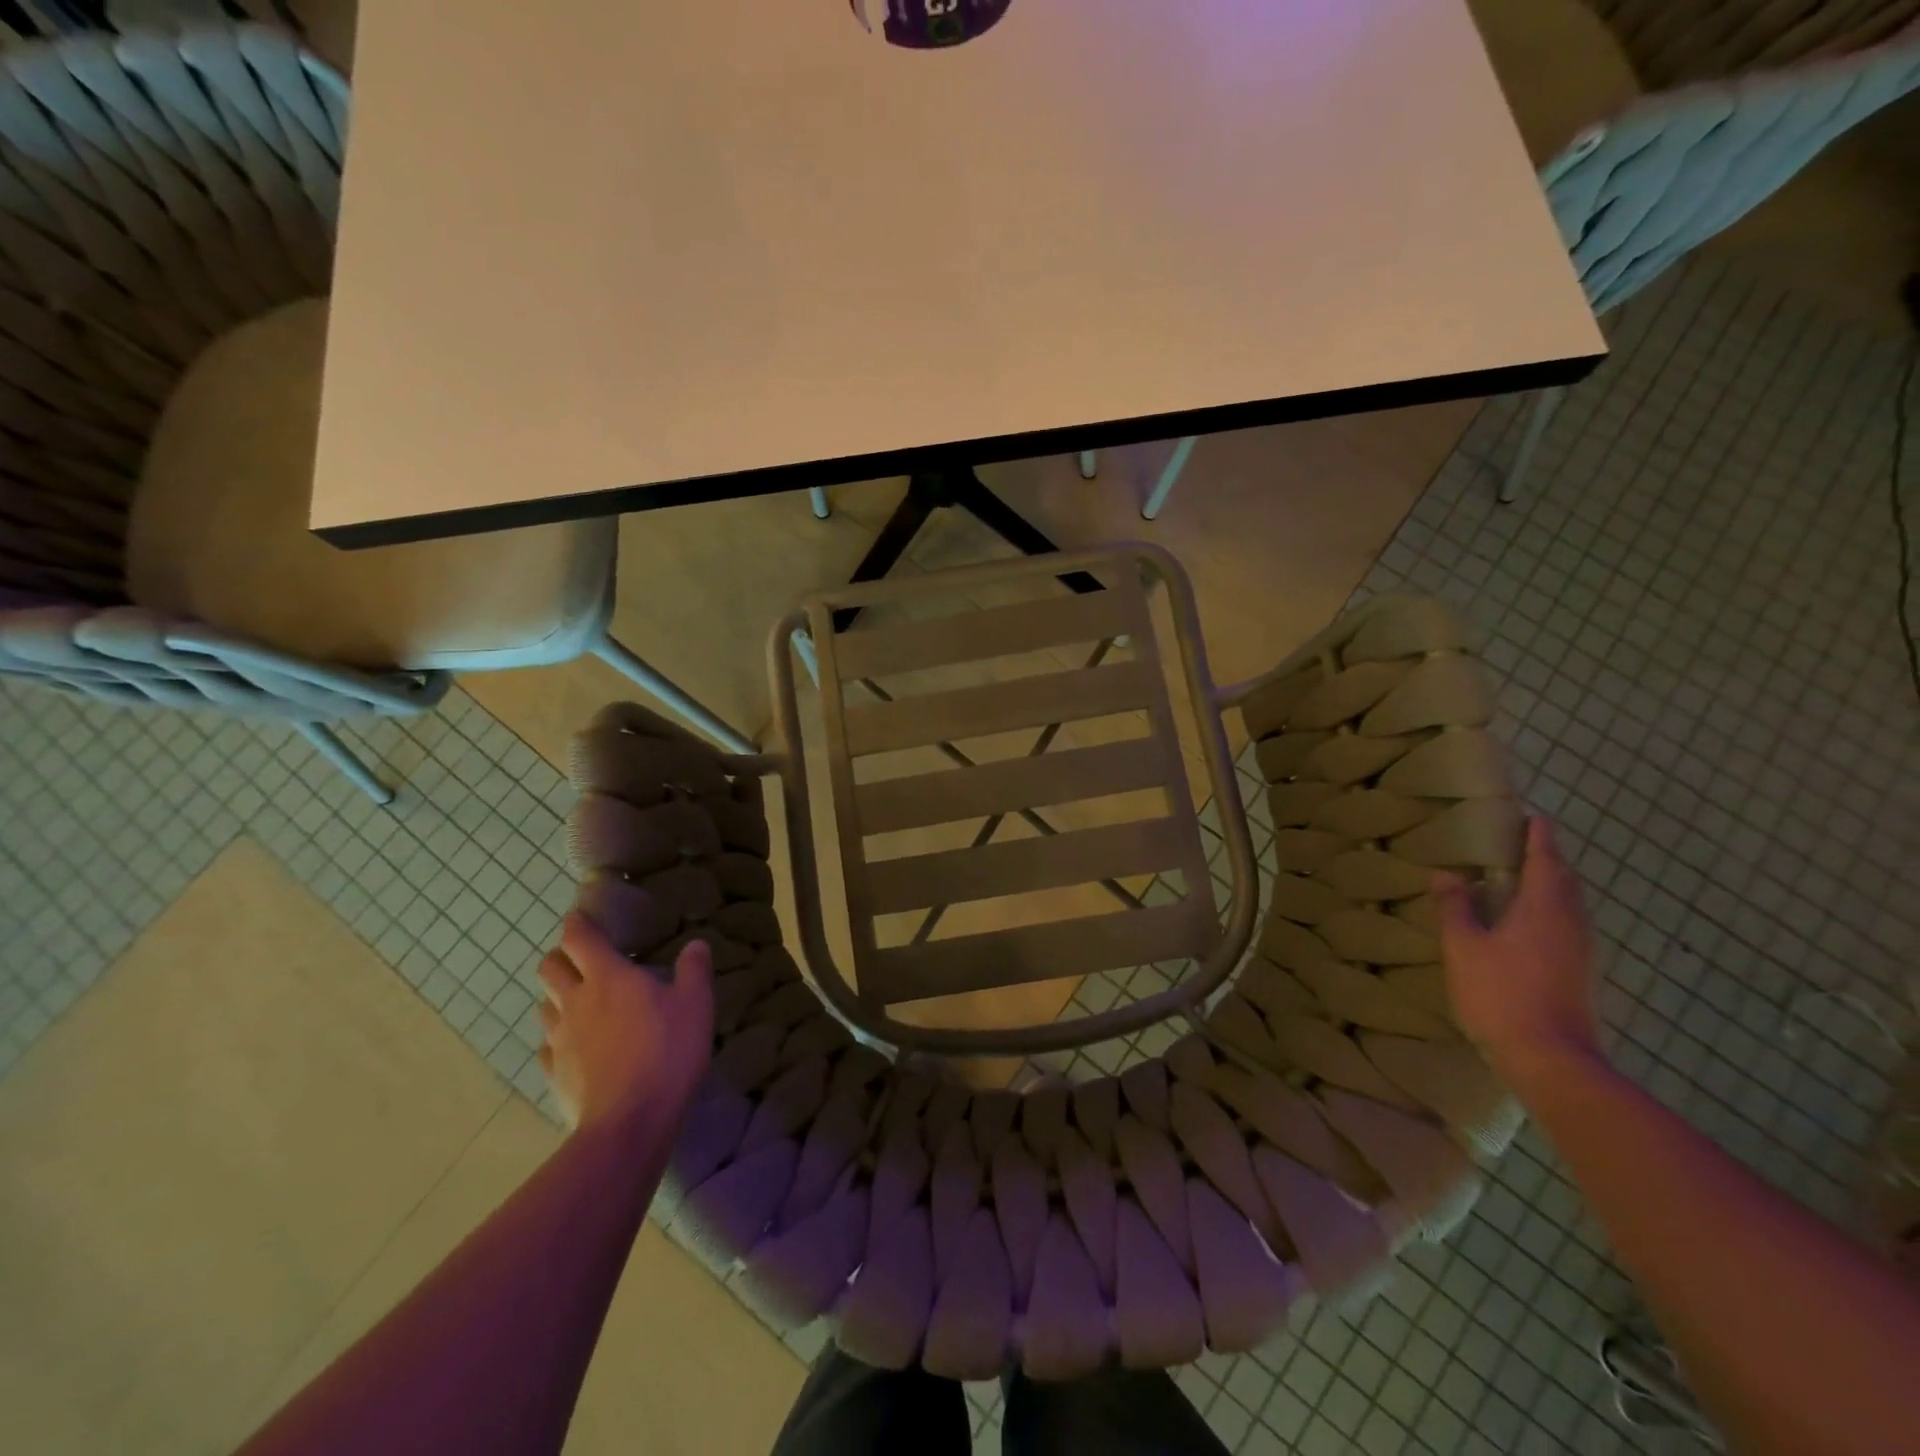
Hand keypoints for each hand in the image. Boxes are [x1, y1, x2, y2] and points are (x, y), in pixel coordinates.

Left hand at [537, 913, 713, 1130]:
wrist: (630, 1122)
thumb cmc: (667, 1052)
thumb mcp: (695, 1005)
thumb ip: (694, 970)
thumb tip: (695, 944)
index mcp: (607, 977)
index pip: (579, 938)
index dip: (577, 923)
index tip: (581, 916)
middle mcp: (576, 1002)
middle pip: (550, 968)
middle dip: (561, 957)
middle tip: (582, 960)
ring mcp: (560, 1040)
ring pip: (545, 1006)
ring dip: (558, 997)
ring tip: (581, 1003)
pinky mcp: (555, 1074)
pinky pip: (548, 1047)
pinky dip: (558, 1039)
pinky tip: (577, 1047)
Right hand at [1435, 816, 1599, 1082]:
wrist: (1551, 1059)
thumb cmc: (1501, 992)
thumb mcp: (1464, 946)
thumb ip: (1456, 907)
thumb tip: (1448, 874)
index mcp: (1544, 907)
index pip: (1546, 859)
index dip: (1539, 835)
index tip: (1531, 815)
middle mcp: (1571, 922)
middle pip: (1565, 880)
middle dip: (1547, 858)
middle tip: (1521, 844)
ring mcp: (1580, 951)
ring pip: (1570, 904)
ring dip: (1551, 885)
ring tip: (1522, 878)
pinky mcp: (1579, 973)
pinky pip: (1567, 925)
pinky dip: (1551, 910)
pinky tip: (1528, 923)